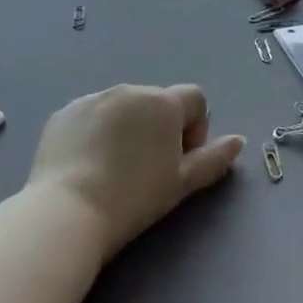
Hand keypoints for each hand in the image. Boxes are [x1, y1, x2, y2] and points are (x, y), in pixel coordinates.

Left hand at [28, 84, 244, 257]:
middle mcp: (129, 90)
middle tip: (148, 169)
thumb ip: (213, 159)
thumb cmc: (134, 198)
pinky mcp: (64, 113)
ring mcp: (92, 99)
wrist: (67, 212)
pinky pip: (91, 116)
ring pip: (123, 108)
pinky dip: (96, 132)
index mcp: (163, 103)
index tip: (179, 160)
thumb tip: (238, 141)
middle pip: (158, 102)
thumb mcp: (182, 184)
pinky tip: (87, 165)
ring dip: (128, 128)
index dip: (195, 129)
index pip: (195, 99)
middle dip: (160, 128)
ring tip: (114, 169)